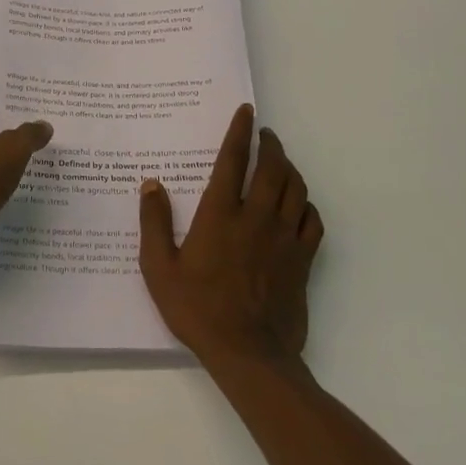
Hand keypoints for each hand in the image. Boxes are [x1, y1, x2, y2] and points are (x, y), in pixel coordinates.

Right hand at [138, 104, 323, 367]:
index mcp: (220, 214)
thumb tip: (152, 184)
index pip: (233, 160)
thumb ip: (154, 222)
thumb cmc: (197, 308)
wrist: (248, 352)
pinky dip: (307, 205)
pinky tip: (299, 205)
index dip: (239, 132)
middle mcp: (256, 217)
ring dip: (290, 168)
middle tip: (265, 133)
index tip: (246, 112)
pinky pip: (313, 221)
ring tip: (281, 161)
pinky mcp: (302, 260)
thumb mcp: (159, 268)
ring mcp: (284, 238)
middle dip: (271, 144)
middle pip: (272, 168)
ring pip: (296, 189)